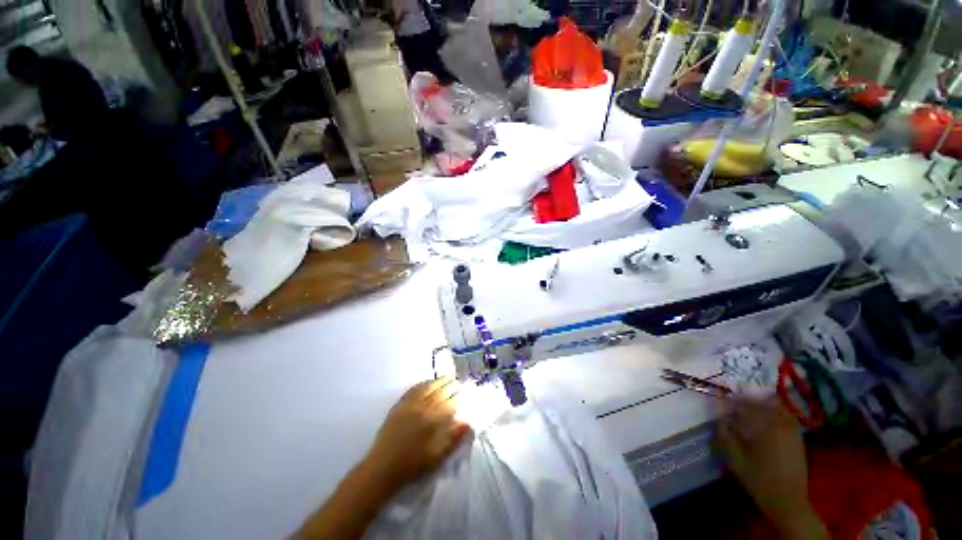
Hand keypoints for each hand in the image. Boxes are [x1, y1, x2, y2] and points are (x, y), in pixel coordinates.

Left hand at [364, 377, 470, 487]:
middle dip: (450, 385)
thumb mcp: (436, 457)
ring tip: (447, 378)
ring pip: (427, 387)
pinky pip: (414, 389)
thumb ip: (453, 438)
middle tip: (458, 382)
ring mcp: (409, 404)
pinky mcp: (399, 405)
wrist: (382, 468)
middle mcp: (422, 407)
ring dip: (439, 381)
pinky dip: (423, 383)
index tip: (465, 392)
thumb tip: (468, 422)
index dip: (458, 395)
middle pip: (440, 391)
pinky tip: (427, 383)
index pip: (450, 401)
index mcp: (432, 420)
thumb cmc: (412, 465)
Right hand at [716, 397, 827, 539]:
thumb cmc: (757, 478)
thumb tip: (719, 417)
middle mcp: (778, 424)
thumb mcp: (734, 458)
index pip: (743, 405)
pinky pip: (786, 416)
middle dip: (745, 400)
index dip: (730, 401)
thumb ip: (725, 434)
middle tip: (734, 402)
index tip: (721, 399)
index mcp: (762, 427)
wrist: (787, 499)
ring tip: (750, 407)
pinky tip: (768, 416)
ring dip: (760, 404)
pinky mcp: (798, 437)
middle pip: (759, 403)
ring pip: (775, 407)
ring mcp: (791, 430)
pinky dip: (776, 411)